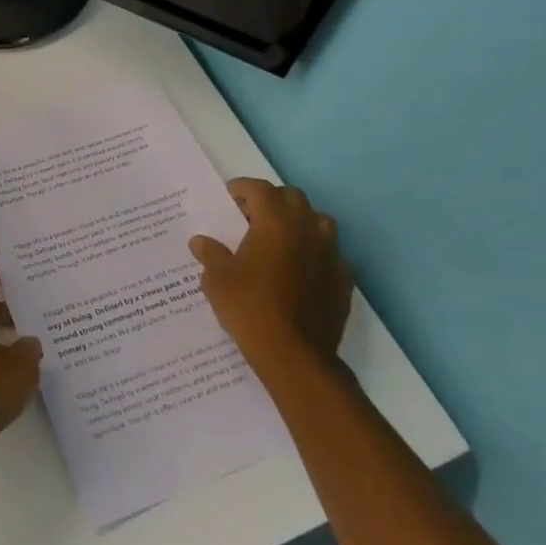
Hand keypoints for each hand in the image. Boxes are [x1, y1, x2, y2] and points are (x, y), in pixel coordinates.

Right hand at [190, 178, 352, 372]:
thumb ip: (210, 254)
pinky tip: (300, 272)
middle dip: (272, 200)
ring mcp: (330, 255)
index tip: (229, 197)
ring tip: (279, 240)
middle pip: (293, 198)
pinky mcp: (343, 281)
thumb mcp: (216, 279)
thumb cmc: (249, 307)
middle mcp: (307, 230)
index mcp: (275, 222)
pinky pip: (330, 255)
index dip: (242, 188)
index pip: (260, 189)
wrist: (295, 355)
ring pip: (319, 222)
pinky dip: (315, 254)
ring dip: (299, 223)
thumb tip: (201, 242)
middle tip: (251, 216)